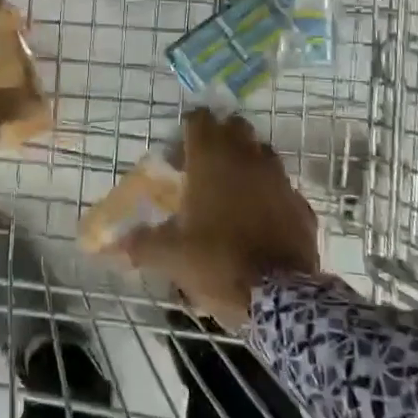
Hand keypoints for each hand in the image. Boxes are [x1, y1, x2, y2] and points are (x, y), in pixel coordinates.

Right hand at [118, 109, 320, 328]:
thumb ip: (141, 244)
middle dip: (220, 138)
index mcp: (212, 161)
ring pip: (262, 152)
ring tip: (232, 191)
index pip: (199, 119)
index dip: (187, 131)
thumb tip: (116, 245)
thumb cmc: (218, 263)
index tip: (178, 155)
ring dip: (247, 161)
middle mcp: (247, 159)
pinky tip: (260, 218)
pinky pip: (282, 187)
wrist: (280, 297)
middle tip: (203, 167)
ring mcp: (279, 179)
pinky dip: (269, 194)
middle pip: (235, 127)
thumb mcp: (170, 256)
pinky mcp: (301, 204)